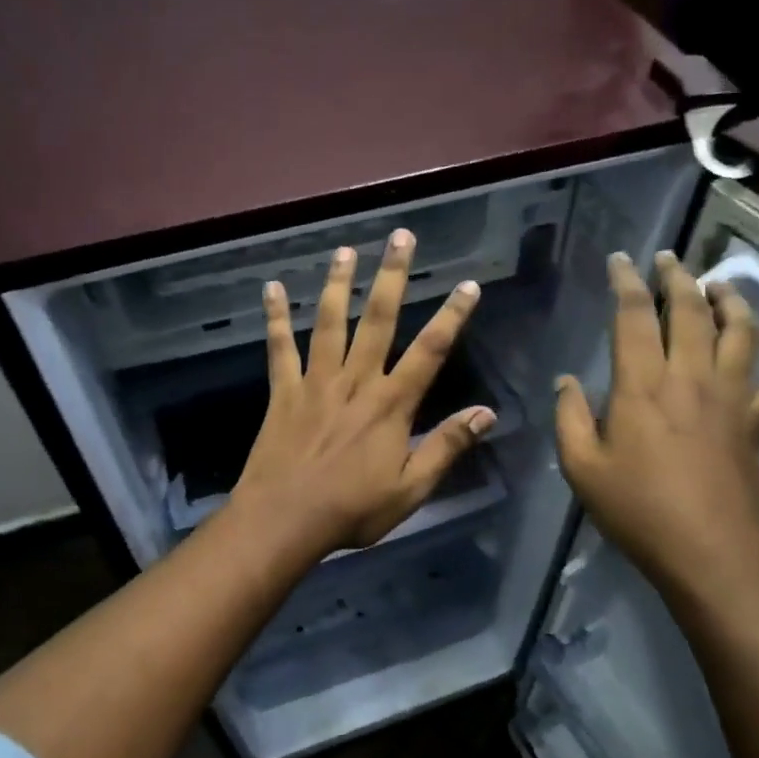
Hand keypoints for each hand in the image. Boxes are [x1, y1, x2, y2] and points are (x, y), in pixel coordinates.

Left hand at [230, 229, 494, 560]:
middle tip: (401, 237)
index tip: (468, 285)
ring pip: (331, 323)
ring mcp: (316, 383)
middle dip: (393, 277)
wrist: (285, 520)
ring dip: (340, 284)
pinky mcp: (283, 392)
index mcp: (391, 405)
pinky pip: (279, 348)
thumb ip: (447, 447)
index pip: (430, 351)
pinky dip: (276, 318)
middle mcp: (356, 382)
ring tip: (347, 250)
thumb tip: (486, 413)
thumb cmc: (352, 510)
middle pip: (379, 320)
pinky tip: (272, 288)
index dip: (452, 316)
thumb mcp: (411, 489)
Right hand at [555, 250, 758, 600]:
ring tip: (717, 282)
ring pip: (739, 331)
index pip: (633, 317)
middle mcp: (689, 377)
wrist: (708, 550)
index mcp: (641, 386)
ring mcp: (731, 397)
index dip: (626, 283)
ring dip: (729, 300)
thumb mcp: (581, 468)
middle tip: (668, 259)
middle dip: (676, 279)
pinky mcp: (758, 422)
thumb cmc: (637, 510)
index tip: (620, 261)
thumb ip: (570, 418)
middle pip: (689, 311)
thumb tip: (566, 382)